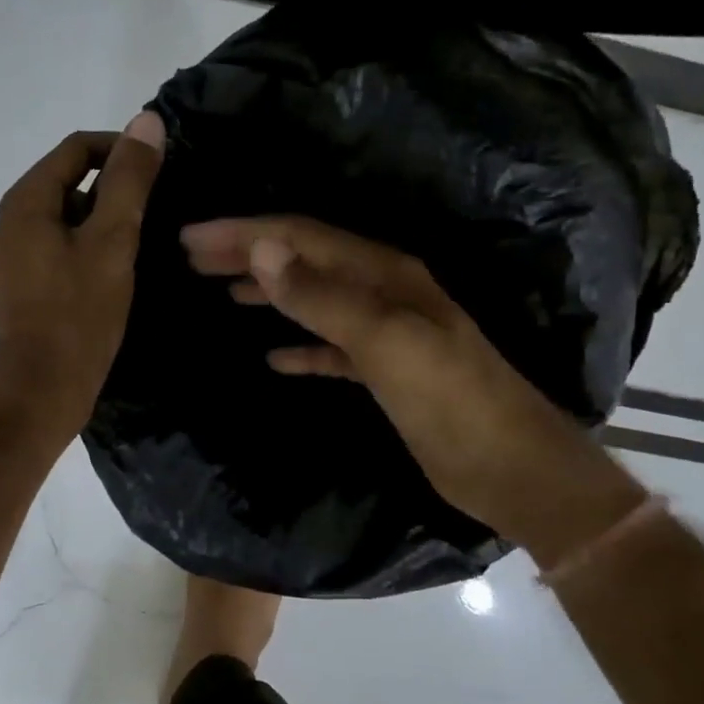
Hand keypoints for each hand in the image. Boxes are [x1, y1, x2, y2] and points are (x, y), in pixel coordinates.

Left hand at [0, 114, 164, 444]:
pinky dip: (85, 250)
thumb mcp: (113, 241)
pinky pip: (56, 251)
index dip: (119, 148)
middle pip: (67, 183)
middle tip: (154, 213)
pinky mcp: (19, 289)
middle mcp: (9, 224)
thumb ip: (130, 181)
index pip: (75, 149)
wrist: (41, 390)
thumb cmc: (79, 313)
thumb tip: (147, 121)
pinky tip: (112, 276)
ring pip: (63, 221)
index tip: (158, 168)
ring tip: (138, 246)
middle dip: (112, 189)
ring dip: (100, 222)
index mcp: (26, 203)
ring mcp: (10, 260)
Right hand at [181, 216, 644, 561]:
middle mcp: (385, 292)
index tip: (191, 238)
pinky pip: (331, 348)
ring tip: (221, 290)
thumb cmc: (451, 402)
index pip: (302, 238)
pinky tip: (272, 357)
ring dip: (269, 291)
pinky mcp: (386, 373)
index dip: (245, 234)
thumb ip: (324, 297)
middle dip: (249, 253)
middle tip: (193, 255)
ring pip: (315, 299)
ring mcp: (387, 333)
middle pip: (305, 260)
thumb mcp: (386, 344)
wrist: (511, 469)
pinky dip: (300, 345)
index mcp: (385, 274)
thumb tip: (263, 249)